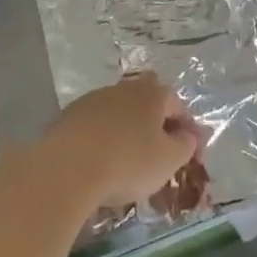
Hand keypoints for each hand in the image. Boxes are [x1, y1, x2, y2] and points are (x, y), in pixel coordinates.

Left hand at [31, 74, 200, 212]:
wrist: (67, 168)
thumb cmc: (128, 162)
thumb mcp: (169, 160)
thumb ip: (185, 145)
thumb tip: (187, 136)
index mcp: (152, 94)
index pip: (178, 105)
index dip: (187, 129)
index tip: (189, 154)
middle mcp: (123, 89)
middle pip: (146, 99)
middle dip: (154, 120)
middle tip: (157, 148)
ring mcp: (93, 100)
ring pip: (118, 110)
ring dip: (126, 128)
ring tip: (127, 159)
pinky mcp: (68, 116)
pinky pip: (94, 124)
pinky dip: (101, 138)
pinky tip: (100, 160)